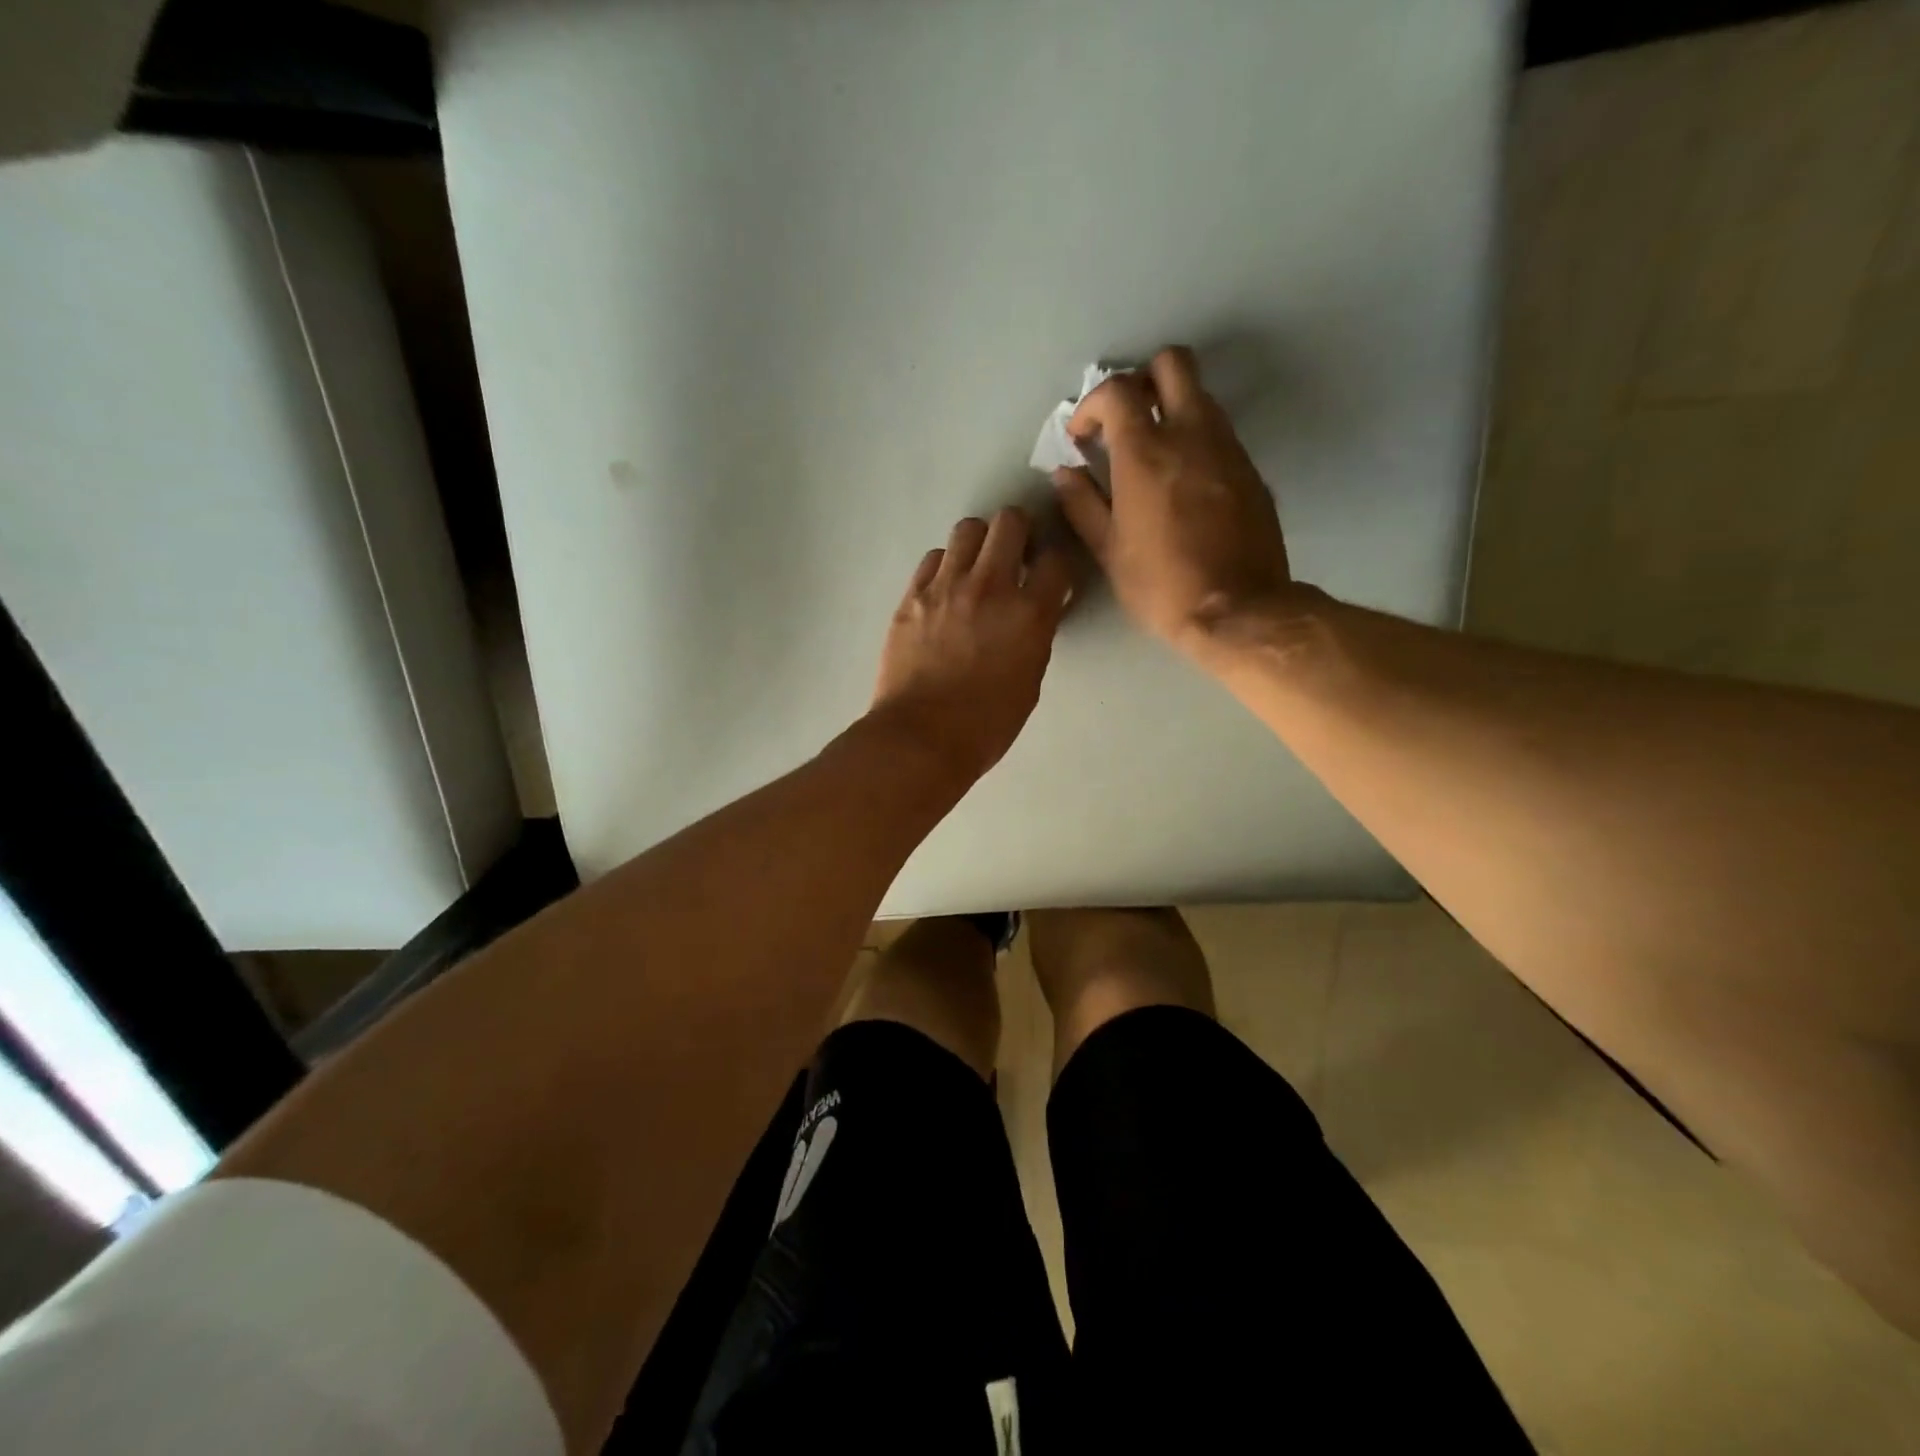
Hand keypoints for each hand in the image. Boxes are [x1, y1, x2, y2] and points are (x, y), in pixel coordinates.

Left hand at [871, 508, 1073, 780]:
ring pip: (967, 529)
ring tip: (976, 568)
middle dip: (1019, 532)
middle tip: (1015, 555)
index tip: (1050, 576)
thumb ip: (1035, 636)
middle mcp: (989, 586)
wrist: (920, 738)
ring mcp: (945, 587)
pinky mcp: (912, 596)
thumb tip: (1035, 613)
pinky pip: (933, 558)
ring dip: (979, 543)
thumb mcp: (1029, 681)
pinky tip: (946, 589)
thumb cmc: (986, 724)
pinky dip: (945, 565)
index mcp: (1028, 613)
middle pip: (1009, 522)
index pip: (1056, 560)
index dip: (1056, 564)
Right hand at [1053, 346, 1296, 660]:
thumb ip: (1083, 504)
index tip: (1082, 436)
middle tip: (1125, 420)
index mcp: (1146, 452)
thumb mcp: (1109, 550)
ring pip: (1200, 395)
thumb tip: (1064, 474)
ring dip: (1171, 408)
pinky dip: (1195, 439)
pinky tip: (1182, 482)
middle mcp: (1191, 433)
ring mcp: (1227, 447)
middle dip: (1142, 380)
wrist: (1238, 610)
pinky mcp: (1250, 468)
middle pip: (1172, 363)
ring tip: (1152, 453)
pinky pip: (1219, 432)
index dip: (1092, 404)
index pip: (1117, 390)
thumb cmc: (1161, 585)